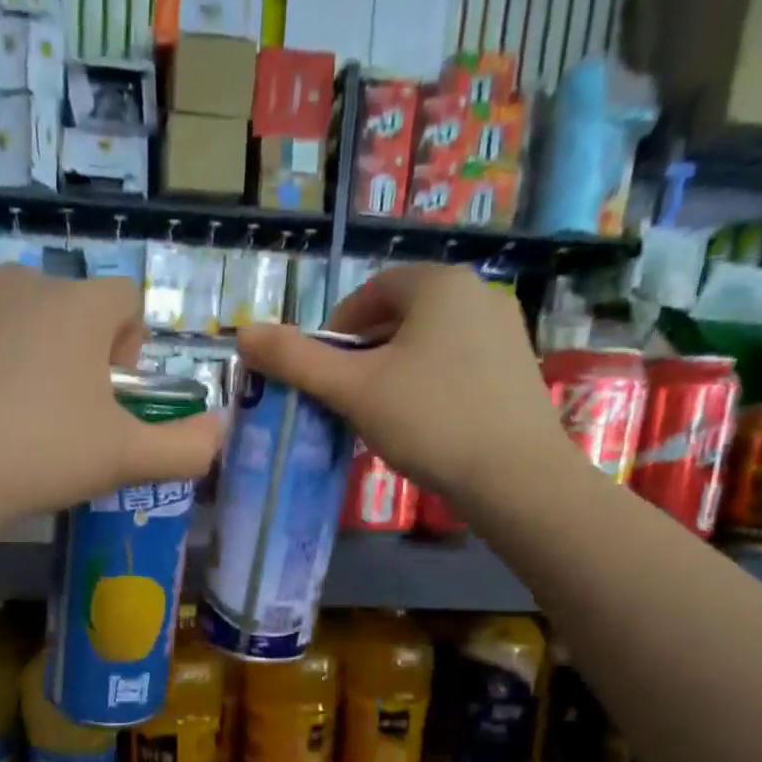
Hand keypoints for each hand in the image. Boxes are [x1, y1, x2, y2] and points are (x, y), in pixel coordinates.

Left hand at [0, 267, 222, 533]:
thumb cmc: (40, 454)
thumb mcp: (124, 457)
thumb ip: (185, 447)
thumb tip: (221, 432)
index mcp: (77, 304)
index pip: (127, 300)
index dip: (134, 347)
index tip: (116, 397)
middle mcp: (24, 286)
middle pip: (76, 311)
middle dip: (87, 357)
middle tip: (75, 419)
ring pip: (28, 327)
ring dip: (41, 363)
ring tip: (28, 426)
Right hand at [238, 265, 571, 506]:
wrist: (515, 476)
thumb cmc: (428, 420)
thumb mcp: (352, 389)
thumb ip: (296, 360)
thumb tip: (243, 333)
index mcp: (438, 284)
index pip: (371, 291)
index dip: (336, 330)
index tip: (321, 371)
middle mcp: (478, 294)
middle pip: (399, 316)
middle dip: (362, 352)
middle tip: (343, 397)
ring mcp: (505, 330)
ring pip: (427, 341)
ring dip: (392, 369)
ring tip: (376, 414)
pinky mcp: (517, 367)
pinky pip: (456, 362)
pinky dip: (426, 382)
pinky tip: (419, 423)